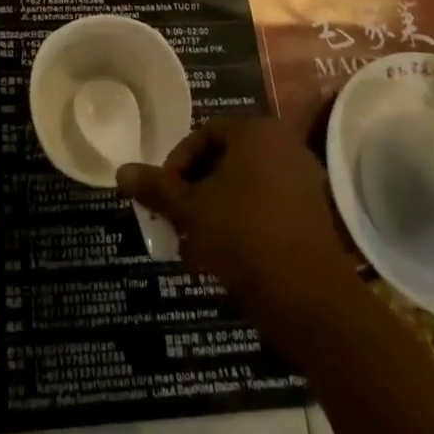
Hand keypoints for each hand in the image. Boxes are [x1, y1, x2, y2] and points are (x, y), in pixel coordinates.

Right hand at [117, 116, 359, 333]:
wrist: (311, 301)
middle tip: (175, 219)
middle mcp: (284, 146)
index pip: (204, 133)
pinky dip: (242, 225)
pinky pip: (266, 208)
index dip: (177, 163)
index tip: (163, 195)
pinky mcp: (313, 216)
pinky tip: (222, 259)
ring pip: (244, 187)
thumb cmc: (244, 238)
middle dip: (195, 190)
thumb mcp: (191, 210)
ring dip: (215, 210)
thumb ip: (156, 187)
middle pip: (225, 160)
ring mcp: (304, 181)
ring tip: (193, 245)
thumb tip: (120, 171)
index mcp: (257, 132)